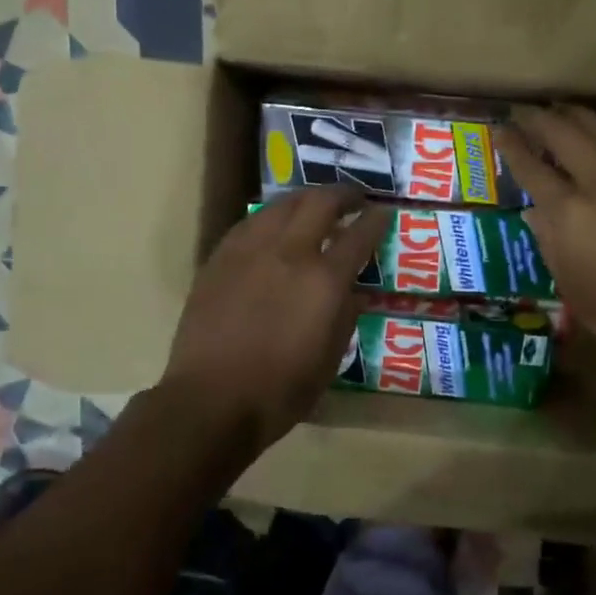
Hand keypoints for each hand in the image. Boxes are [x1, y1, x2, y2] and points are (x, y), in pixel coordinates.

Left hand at [161, 187, 390, 454]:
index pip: (359, 235)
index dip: (376, 220)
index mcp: (323, 280)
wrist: (211, 400)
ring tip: (315, 206)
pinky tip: (274, 227)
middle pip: (320, 203)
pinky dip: (272, 218)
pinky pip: (251, 223)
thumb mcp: (330, 359)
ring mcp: (249, 251)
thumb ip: (345, 316)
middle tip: (354, 198)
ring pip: (281, 205)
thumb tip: (353, 291)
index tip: (384, 212)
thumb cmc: (280, 390)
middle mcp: (289, 253)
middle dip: (343, 195)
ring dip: (305, 200)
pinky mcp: (220, 259)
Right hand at [496, 106, 595, 396]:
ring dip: (579, 117)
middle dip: (541, 119)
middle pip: (567, 134)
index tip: (499, 130)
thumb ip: (550, 242)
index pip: (533, 167)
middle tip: (525, 111)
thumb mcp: (573, 288)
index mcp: (573, 213)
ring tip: (564, 111)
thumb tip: (534, 211)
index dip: (512, 146)